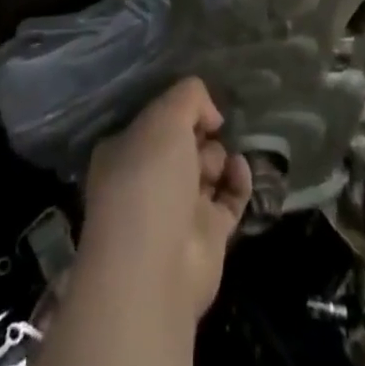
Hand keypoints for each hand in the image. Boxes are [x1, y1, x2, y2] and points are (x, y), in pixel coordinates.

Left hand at [79, 78, 251, 319]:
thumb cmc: (149, 180)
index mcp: (124, 152)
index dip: (177, 110)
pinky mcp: (208, 236)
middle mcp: (148, 180)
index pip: (154, 121)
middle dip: (199, 134)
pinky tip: (239, 169)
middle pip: (182, 144)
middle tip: (207, 135)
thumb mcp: (165, 117)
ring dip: (218, 156)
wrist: (155, 268)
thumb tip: (210, 114)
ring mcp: (177, 211)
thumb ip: (189, 97)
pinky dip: (238, 181)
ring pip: (206, 170)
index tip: (196, 104)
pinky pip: (229, 198)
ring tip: (217, 161)